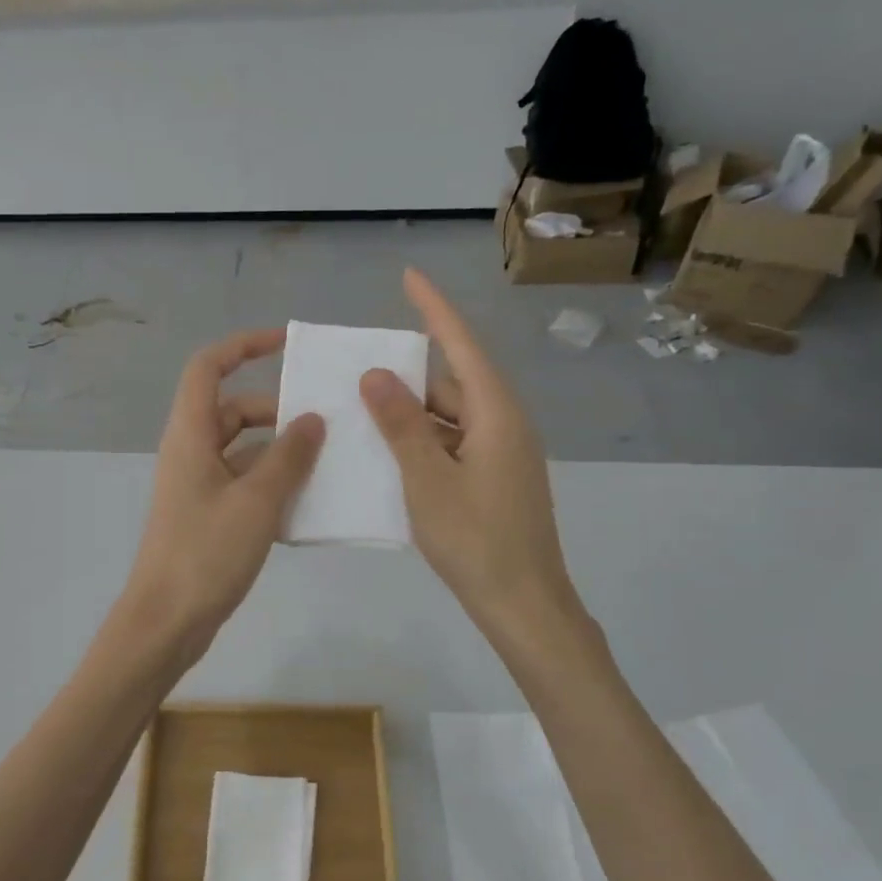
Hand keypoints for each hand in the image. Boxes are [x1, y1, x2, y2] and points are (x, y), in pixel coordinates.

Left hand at [120, 329, 324, 661]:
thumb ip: (288, 457)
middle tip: (326, 424)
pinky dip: (271, 485)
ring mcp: (197, 486)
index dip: (244, 346)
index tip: (287, 343)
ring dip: (280, 452)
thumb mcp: (256, 501)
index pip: (209, 368)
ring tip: (329, 463)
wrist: (167, 620)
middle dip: (278, 411)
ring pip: (243, 451)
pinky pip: (243, 484)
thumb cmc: (206, 553)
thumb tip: (312, 419)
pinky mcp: (207, 516)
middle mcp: (190, 452)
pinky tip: (307, 504)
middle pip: (233, 410)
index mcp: (190, 435)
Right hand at [360, 269, 577, 629]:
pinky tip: (390, 455)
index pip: (462, 347)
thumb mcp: (427, 480)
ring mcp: (503, 455)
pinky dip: (424, 442)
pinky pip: (455, 444)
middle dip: (408, 375)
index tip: (409, 277)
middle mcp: (505, 425)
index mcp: (496, 415)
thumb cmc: (474, 540)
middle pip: (454, 383)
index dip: (435, 310)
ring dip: (412, 414)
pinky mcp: (496, 480)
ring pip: (452, 417)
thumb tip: (375, 375)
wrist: (523, 603)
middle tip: (358, 374)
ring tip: (363, 414)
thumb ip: (402, 426)